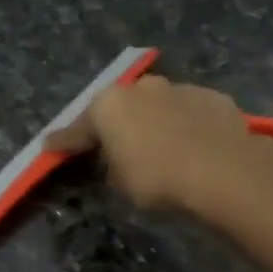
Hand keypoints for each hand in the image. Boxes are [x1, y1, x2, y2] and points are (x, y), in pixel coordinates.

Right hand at [47, 74, 272, 214]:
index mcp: (108, 105)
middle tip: (111, 146)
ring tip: (158, 147)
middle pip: (119, 109)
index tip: (49, 147)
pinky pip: (187, 112)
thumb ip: (112, 167)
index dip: (62, 142)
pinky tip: (191, 144)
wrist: (224, 170)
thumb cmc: (158, 178)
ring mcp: (179, 88)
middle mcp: (140, 88)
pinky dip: (183, 125)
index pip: (77, 128)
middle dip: (114, 125)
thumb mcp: (121, 183)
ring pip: (156, 106)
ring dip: (151, 122)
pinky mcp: (212, 97)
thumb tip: (117, 162)